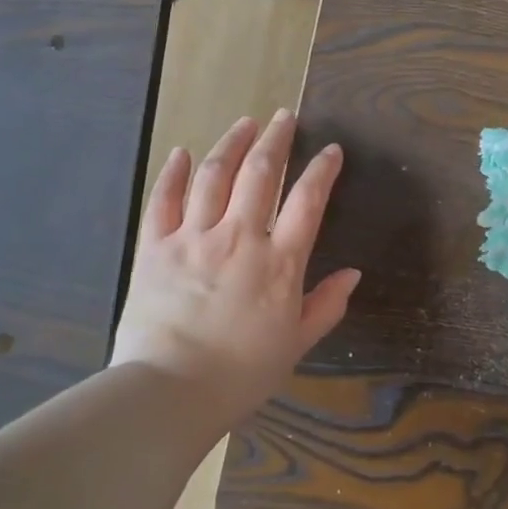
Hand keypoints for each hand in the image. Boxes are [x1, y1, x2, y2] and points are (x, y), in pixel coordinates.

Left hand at [110, 110, 360, 425]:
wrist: (170, 392)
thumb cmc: (241, 373)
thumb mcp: (296, 344)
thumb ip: (326, 305)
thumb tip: (352, 274)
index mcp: (280, 261)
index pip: (308, 200)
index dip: (322, 170)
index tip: (331, 150)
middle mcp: (240, 236)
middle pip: (261, 173)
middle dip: (276, 139)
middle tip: (284, 116)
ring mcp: (194, 237)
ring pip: (215, 175)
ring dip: (232, 143)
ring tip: (245, 122)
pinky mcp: (155, 247)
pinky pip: (164, 200)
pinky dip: (174, 173)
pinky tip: (183, 152)